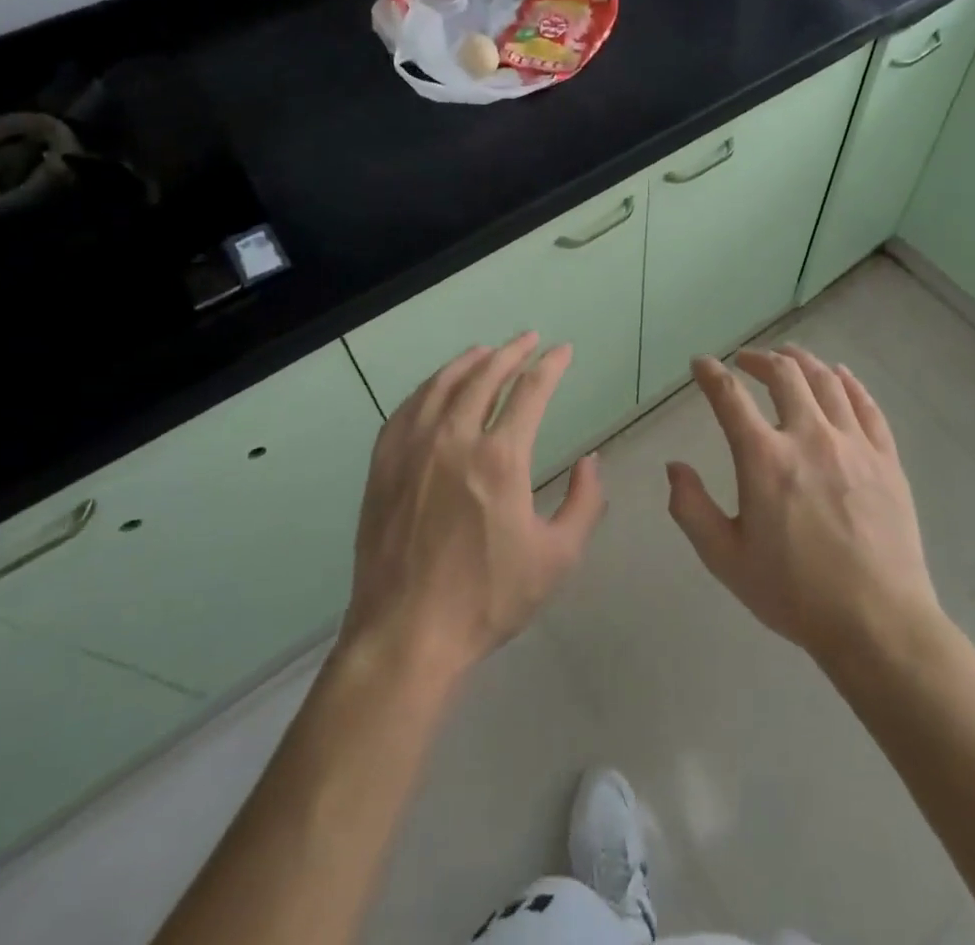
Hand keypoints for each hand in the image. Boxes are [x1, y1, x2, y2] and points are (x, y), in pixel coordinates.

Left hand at [342, 334, 605, 683]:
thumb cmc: (486, 599)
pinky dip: (426, 388)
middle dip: (511, 352)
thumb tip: (590, 461)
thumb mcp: (556, 558)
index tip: (563, 351)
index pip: (530, 392)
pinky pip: (406, 410)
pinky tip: (435, 388)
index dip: (550, 366)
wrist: (405, 635)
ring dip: (468, 362)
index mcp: (499, 459)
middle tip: (528, 339)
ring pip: (442, 386)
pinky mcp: (384, 467)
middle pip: (485, 376)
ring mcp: (412, 450)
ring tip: (485, 351)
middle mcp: (454, 440)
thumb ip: (584, 504)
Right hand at [668, 345, 939, 667]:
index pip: (730, 397)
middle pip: (784, 374)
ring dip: (802, 361)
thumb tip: (674, 468)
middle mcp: (809, 436)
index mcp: (764, 458)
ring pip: (826, 381)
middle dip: (758, 358)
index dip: (710, 374)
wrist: (878, 623)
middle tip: (745, 360)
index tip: (700, 364)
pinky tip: (840, 376)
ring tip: (788, 357)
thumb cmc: (795, 593)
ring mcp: (854, 444)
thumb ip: (692, 509)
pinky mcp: (886, 458)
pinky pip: (867, 405)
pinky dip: (848, 382)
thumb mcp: (726, 559)